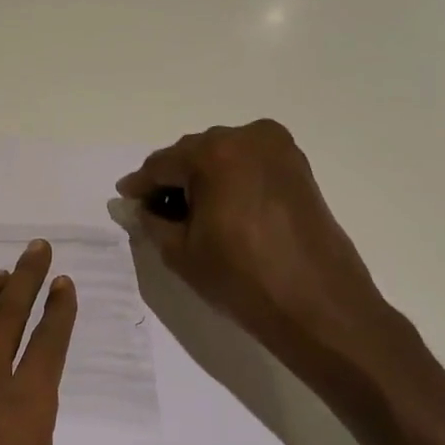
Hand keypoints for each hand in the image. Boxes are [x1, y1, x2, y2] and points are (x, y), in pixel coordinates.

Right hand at [116, 121, 412, 398]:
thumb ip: (151, 221)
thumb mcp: (180, 252)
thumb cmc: (242, 279)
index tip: (125, 199)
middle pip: (193, 154)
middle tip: (154, 209)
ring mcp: (279, 150)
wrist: (319, 306)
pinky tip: (219, 208)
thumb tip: (138, 206)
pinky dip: (229, 180)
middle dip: (172, 179)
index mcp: (214, 153)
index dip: (140, 185)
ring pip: (222, 157)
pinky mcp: (298, 168)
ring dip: (202, 179)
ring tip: (187, 213)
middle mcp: (248, 137)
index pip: (162, 164)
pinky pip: (249, 165)